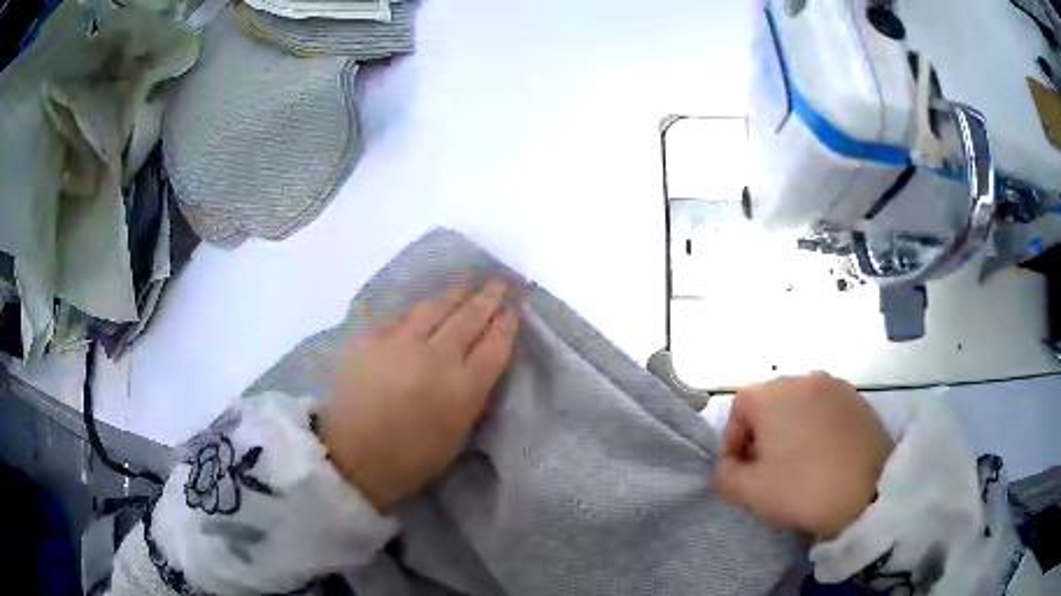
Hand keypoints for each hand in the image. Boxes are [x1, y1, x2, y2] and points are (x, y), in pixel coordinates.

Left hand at [321, 279, 520, 513]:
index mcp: (463, 389)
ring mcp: (399, 343)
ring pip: (434, 307)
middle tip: (500, 281)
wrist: (353, 458)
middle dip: (488, 297)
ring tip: (468, 282)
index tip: (515, 304)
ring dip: (455, 293)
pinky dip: (419, 310)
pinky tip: (426, 305)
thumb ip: (473, 392)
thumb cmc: (412, 457)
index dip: (507, 321)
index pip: (495, 344)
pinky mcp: (370, 338)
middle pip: (469, 317)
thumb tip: (480, 360)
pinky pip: (401, 316)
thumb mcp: (458, 432)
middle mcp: (435, 358)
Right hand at [714, 372, 893, 538]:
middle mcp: (803, 378)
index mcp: (773, 394)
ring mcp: (834, 385)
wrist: (870, 489)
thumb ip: (724, 474)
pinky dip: (818, 427)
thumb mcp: (749, 492)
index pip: (739, 408)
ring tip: (800, 463)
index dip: (734, 441)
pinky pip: (825, 409)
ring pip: (799, 405)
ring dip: (791, 430)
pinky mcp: (857, 398)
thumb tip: (730, 464)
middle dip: (764, 435)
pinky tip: (826, 456)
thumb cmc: (804, 488)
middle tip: (771, 470)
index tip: (745, 470)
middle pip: (770, 403)